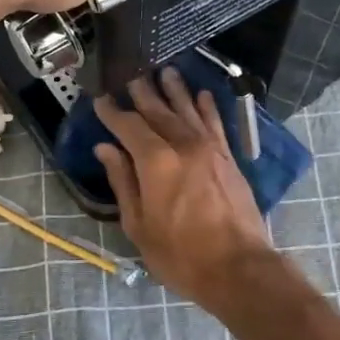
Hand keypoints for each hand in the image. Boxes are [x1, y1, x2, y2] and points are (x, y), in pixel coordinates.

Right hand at [93, 68, 275, 309]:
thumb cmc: (181, 255)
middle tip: (131, 75)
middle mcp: (184, 145)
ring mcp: (210, 150)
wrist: (239, 268)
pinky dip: (208, 107)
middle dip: (143, 93)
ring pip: (189, 110)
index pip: (129, 126)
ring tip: (165, 71)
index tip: (101, 99)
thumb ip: (123, 182)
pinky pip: (216, 124)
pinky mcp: (229, 159)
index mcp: (156, 162)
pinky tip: (202, 94)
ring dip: (175, 90)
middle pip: (159, 111)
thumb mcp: (139, 225)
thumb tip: (106, 149)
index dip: (113, 112)